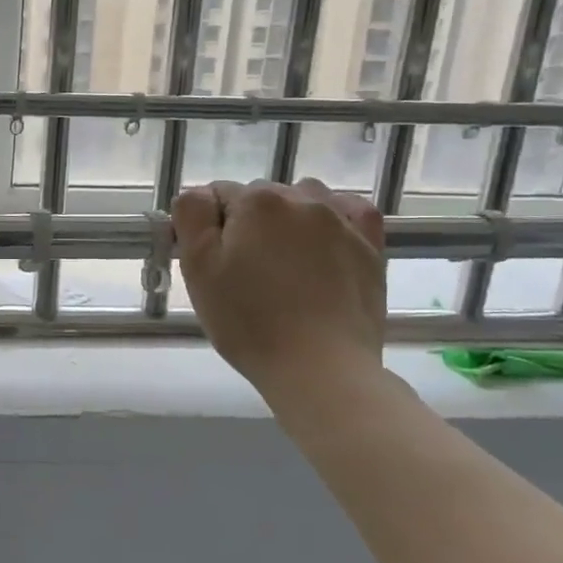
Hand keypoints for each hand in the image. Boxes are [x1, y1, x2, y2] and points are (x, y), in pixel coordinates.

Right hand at [173, 177, 385, 399]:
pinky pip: (350, 211)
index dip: (207, 228)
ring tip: (283, 260)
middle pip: (259, 197)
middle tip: (243, 272)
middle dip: (246, 223)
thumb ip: (191, 217)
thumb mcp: (198, 269)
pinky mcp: (370, 246)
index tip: (211, 263)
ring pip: (303, 198)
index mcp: (255, 202)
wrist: (320, 368)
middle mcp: (300, 198)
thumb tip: (199, 195)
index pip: (217, 195)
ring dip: (287, 218)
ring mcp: (341, 220)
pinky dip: (334, 217)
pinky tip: (324, 241)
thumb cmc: (249, 322)